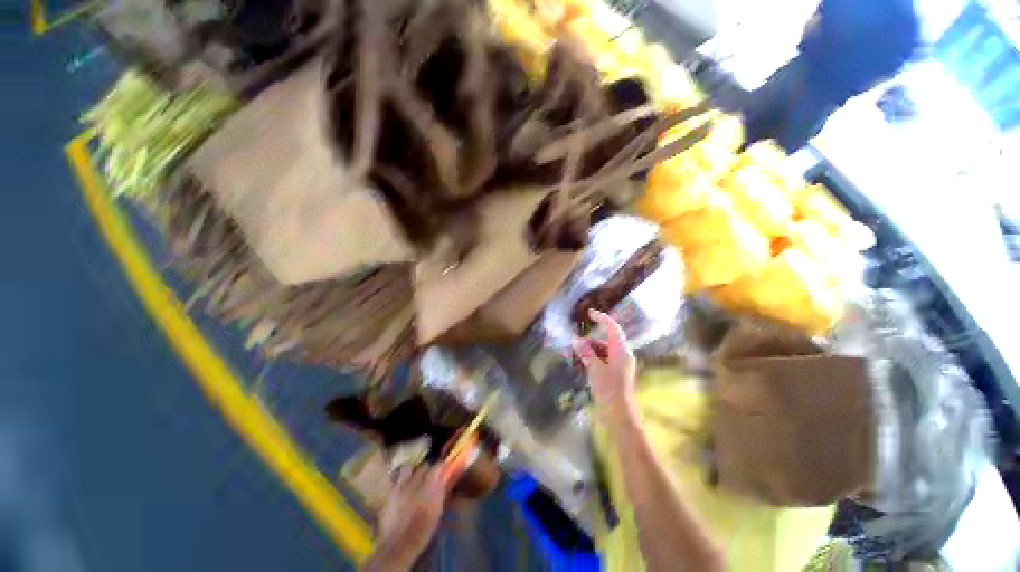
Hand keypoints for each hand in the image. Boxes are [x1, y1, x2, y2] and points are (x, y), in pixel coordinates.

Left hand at [373, 465, 444, 569]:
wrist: (399, 544)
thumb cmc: (422, 530)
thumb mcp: (437, 511)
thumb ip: (440, 492)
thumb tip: (442, 479)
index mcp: (429, 485)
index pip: (437, 466)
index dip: (440, 467)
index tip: (443, 470)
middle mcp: (414, 481)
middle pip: (423, 466)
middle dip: (427, 470)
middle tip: (429, 477)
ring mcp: (400, 486)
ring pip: (407, 468)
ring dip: (411, 472)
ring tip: (413, 479)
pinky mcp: (390, 493)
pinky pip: (395, 480)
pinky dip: (400, 481)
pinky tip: (402, 488)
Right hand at [573, 310, 636, 419]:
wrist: (618, 412)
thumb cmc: (608, 388)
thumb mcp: (594, 367)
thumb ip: (586, 352)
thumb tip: (577, 341)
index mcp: (621, 350)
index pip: (613, 327)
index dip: (602, 318)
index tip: (589, 313)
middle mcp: (622, 354)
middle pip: (604, 340)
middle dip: (589, 341)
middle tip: (574, 344)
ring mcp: (620, 364)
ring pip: (602, 351)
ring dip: (588, 351)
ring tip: (574, 355)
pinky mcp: (616, 373)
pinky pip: (603, 360)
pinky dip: (592, 359)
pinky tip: (581, 363)